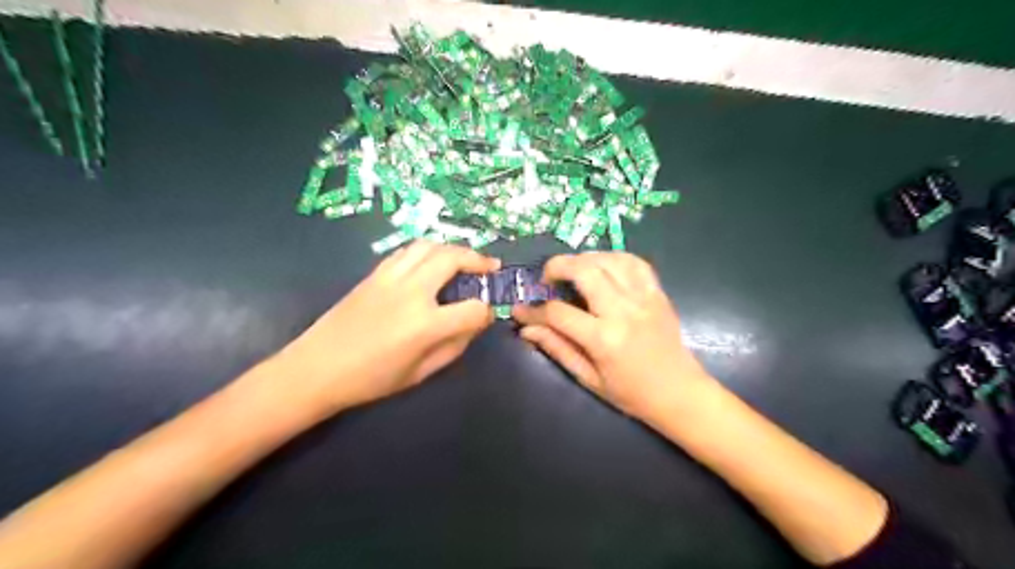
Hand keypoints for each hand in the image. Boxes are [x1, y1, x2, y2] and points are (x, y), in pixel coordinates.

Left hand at [275, 238, 499, 415]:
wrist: (316, 368)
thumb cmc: (371, 379)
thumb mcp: (420, 373)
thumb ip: (453, 346)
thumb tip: (472, 325)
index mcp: (425, 325)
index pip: (473, 309)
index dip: (486, 312)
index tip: (485, 317)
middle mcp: (411, 292)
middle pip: (453, 259)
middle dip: (478, 260)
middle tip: (490, 266)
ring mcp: (390, 278)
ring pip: (429, 245)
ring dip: (453, 248)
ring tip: (463, 259)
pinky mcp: (374, 274)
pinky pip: (407, 251)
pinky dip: (426, 250)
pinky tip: (430, 262)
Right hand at [517, 253, 710, 422]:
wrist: (680, 393)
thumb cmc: (631, 393)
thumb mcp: (588, 378)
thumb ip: (557, 348)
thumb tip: (527, 329)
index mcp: (604, 339)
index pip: (558, 313)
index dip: (534, 310)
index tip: (521, 310)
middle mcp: (623, 311)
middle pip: (584, 271)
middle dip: (557, 266)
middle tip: (547, 278)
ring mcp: (643, 298)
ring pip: (608, 259)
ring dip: (584, 259)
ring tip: (572, 271)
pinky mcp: (657, 293)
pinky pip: (635, 262)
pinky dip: (614, 257)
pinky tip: (602, 266)